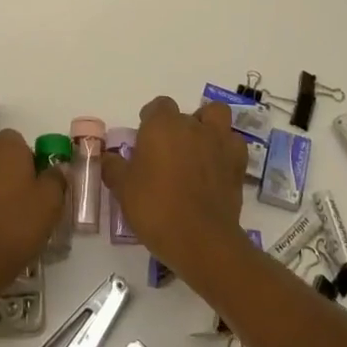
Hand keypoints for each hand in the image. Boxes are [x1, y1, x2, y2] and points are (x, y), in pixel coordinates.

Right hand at [98, 95, 249, 275]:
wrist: (200, 240)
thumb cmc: (156, 208)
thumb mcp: (123, 189)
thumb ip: (114, 168)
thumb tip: (110, 158)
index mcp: (161, 125)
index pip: (157, 106)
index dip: (150, 120)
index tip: (144, 141)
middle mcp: (192, 125)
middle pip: (184, 114)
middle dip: (176, 128)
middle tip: (167, 154)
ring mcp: (218, 142)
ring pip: (215, 116)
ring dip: (207, 127)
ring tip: (198, 150)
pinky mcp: (237, 163)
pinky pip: (233, 144)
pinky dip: (226, 150)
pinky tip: (216, 167)